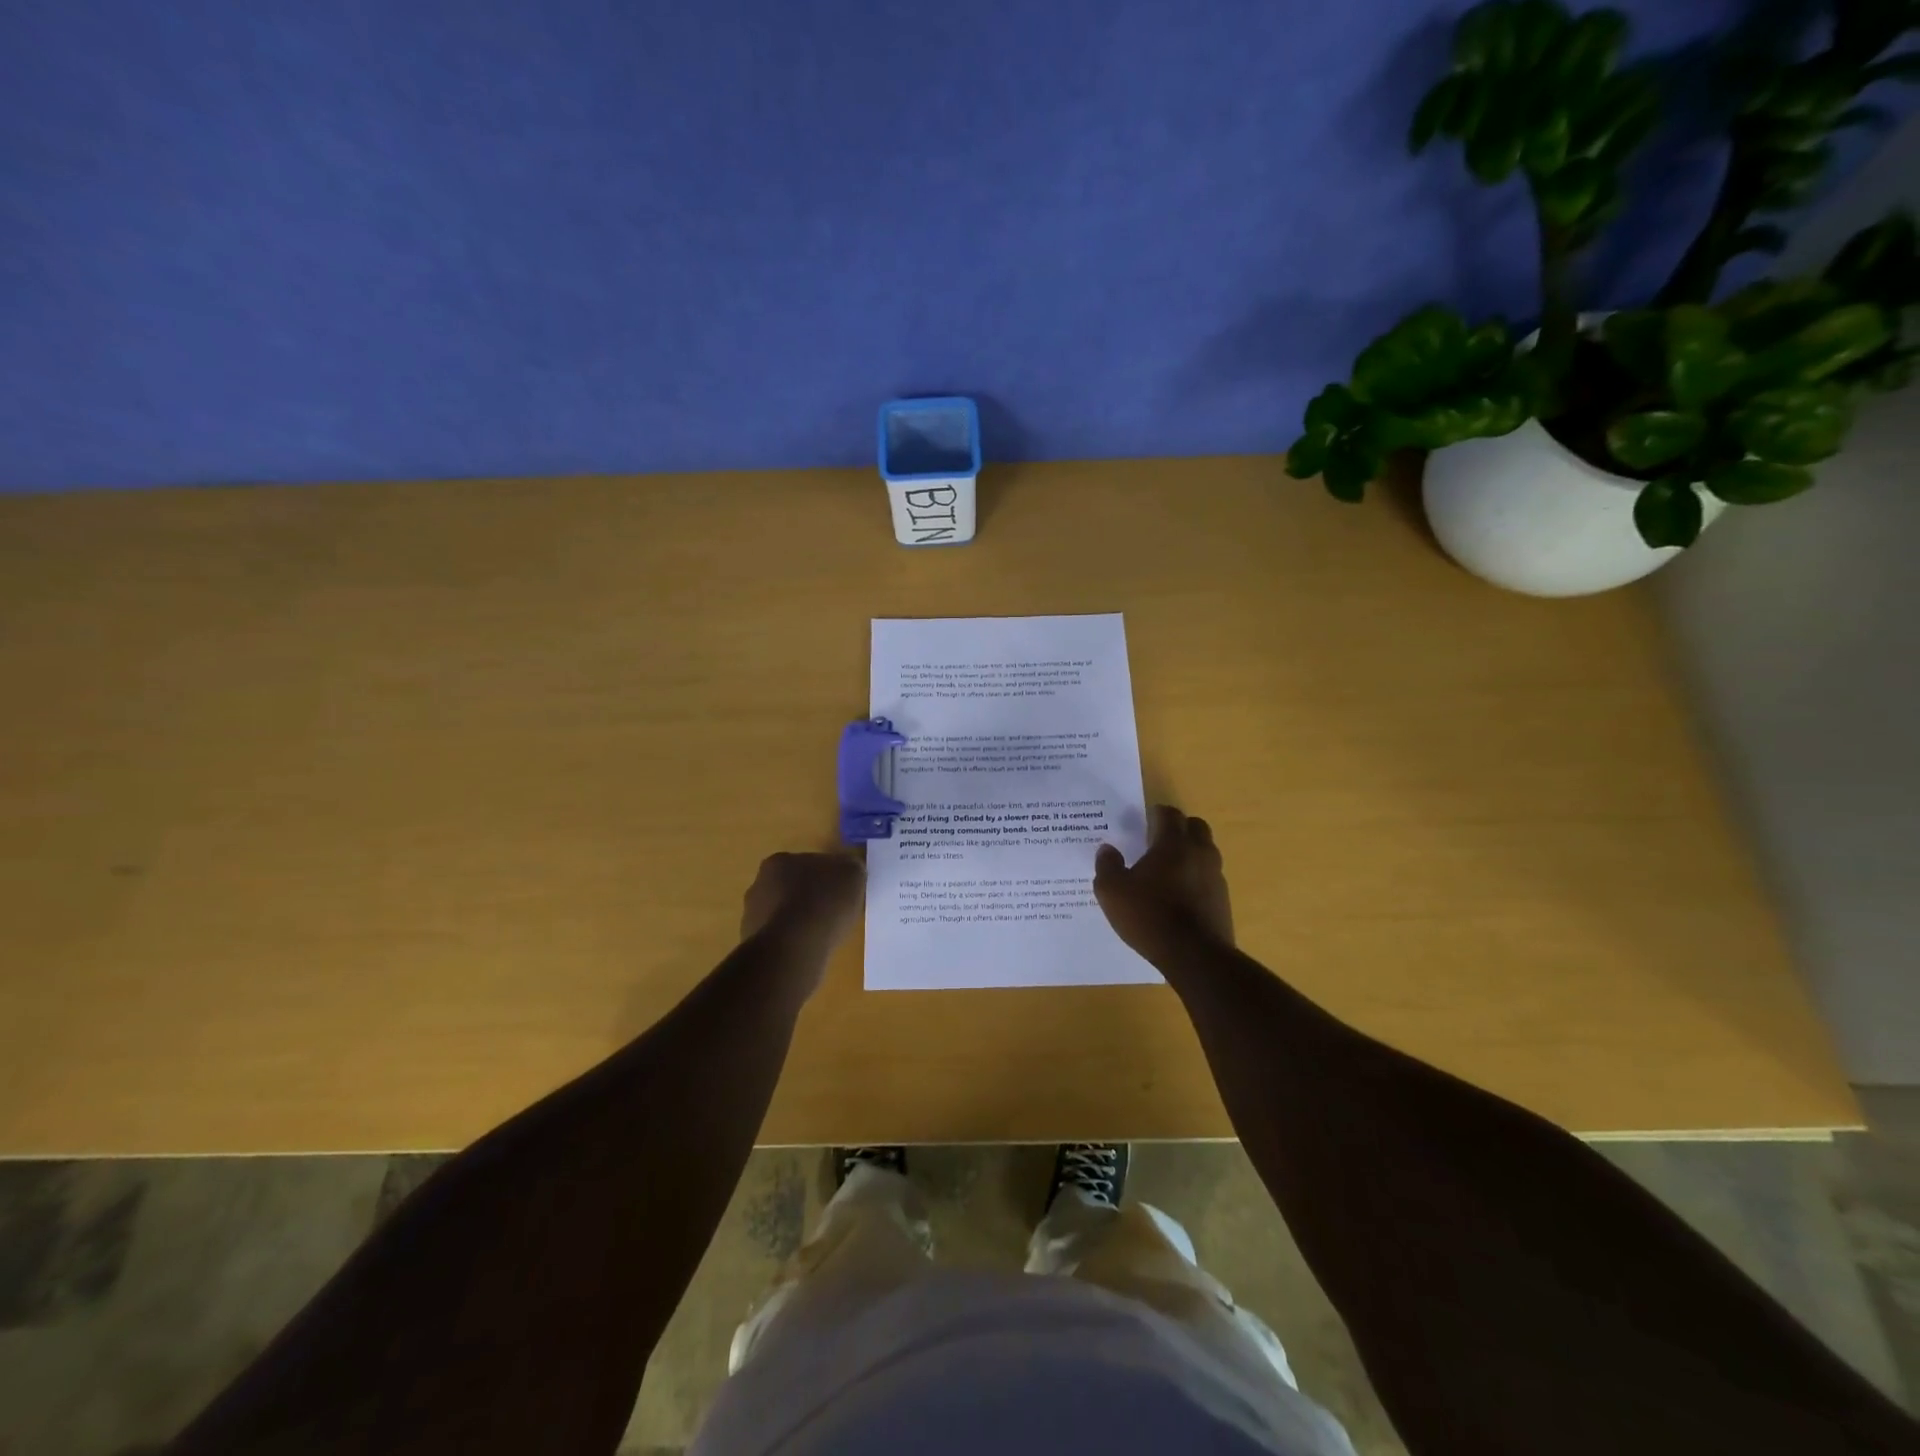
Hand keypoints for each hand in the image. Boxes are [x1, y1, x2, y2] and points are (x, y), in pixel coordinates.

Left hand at [740, 851, 865, 964]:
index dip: (827, 877)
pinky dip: (793, 944)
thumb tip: (848, 871)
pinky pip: (779, 940)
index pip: (807, 865)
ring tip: (822, 936)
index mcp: (779, 861)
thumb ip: (850, 868)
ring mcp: (751, 917)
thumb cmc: (824, 903)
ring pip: (782, 915)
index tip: (841, 892)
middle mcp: (758, 885)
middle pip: (791, 889)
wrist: (794, 949)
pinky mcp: (753, 946)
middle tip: (833, 913)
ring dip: (799, 923)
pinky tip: (809, 951)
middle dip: (809, 899)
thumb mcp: (853, 874)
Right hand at [1093, 805, 1234, 962]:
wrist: (1194, 956)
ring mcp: (1216, 876)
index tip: (1144, 821)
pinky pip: (1209, 877)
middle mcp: (1200, 852)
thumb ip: (1107, 866)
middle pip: (1195, 826)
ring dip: (1190, 853)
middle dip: (1178, 828)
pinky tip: (1180, 895)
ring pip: (1205, 851)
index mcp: (1173, 843)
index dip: (1156, 814)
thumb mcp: (1112, 892)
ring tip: (1168, 870)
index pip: (1169, 814)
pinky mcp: (1223, 899)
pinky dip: (1196, 878)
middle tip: (1157, 841)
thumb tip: (1107, 849)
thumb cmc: (1149, 916)